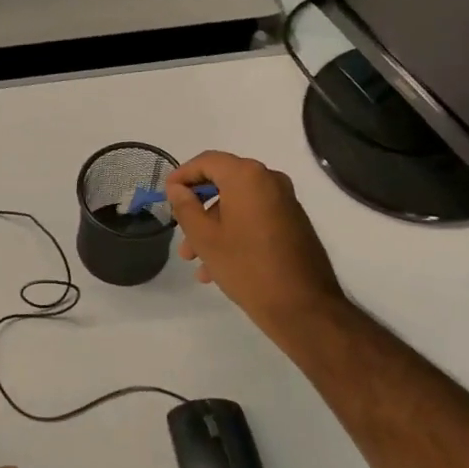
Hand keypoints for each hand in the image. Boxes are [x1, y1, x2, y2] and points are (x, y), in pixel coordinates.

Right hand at [166, 151, 350, 346]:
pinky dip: (234, 233)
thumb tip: (177, 188)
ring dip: (213, 227)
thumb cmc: (246, 267)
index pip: (207, 161)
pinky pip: (254, 218)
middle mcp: (270, 180)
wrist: (302, 306)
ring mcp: (285, 202)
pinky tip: (218, 267)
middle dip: (198, 209)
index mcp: (248, 177)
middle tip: (181, 234)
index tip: (166, 195)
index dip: (183, 175)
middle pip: (223, 183)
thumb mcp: (205, 238)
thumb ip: (185, 207)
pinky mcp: (293, 223)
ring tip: (197, 261)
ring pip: (237, 205)